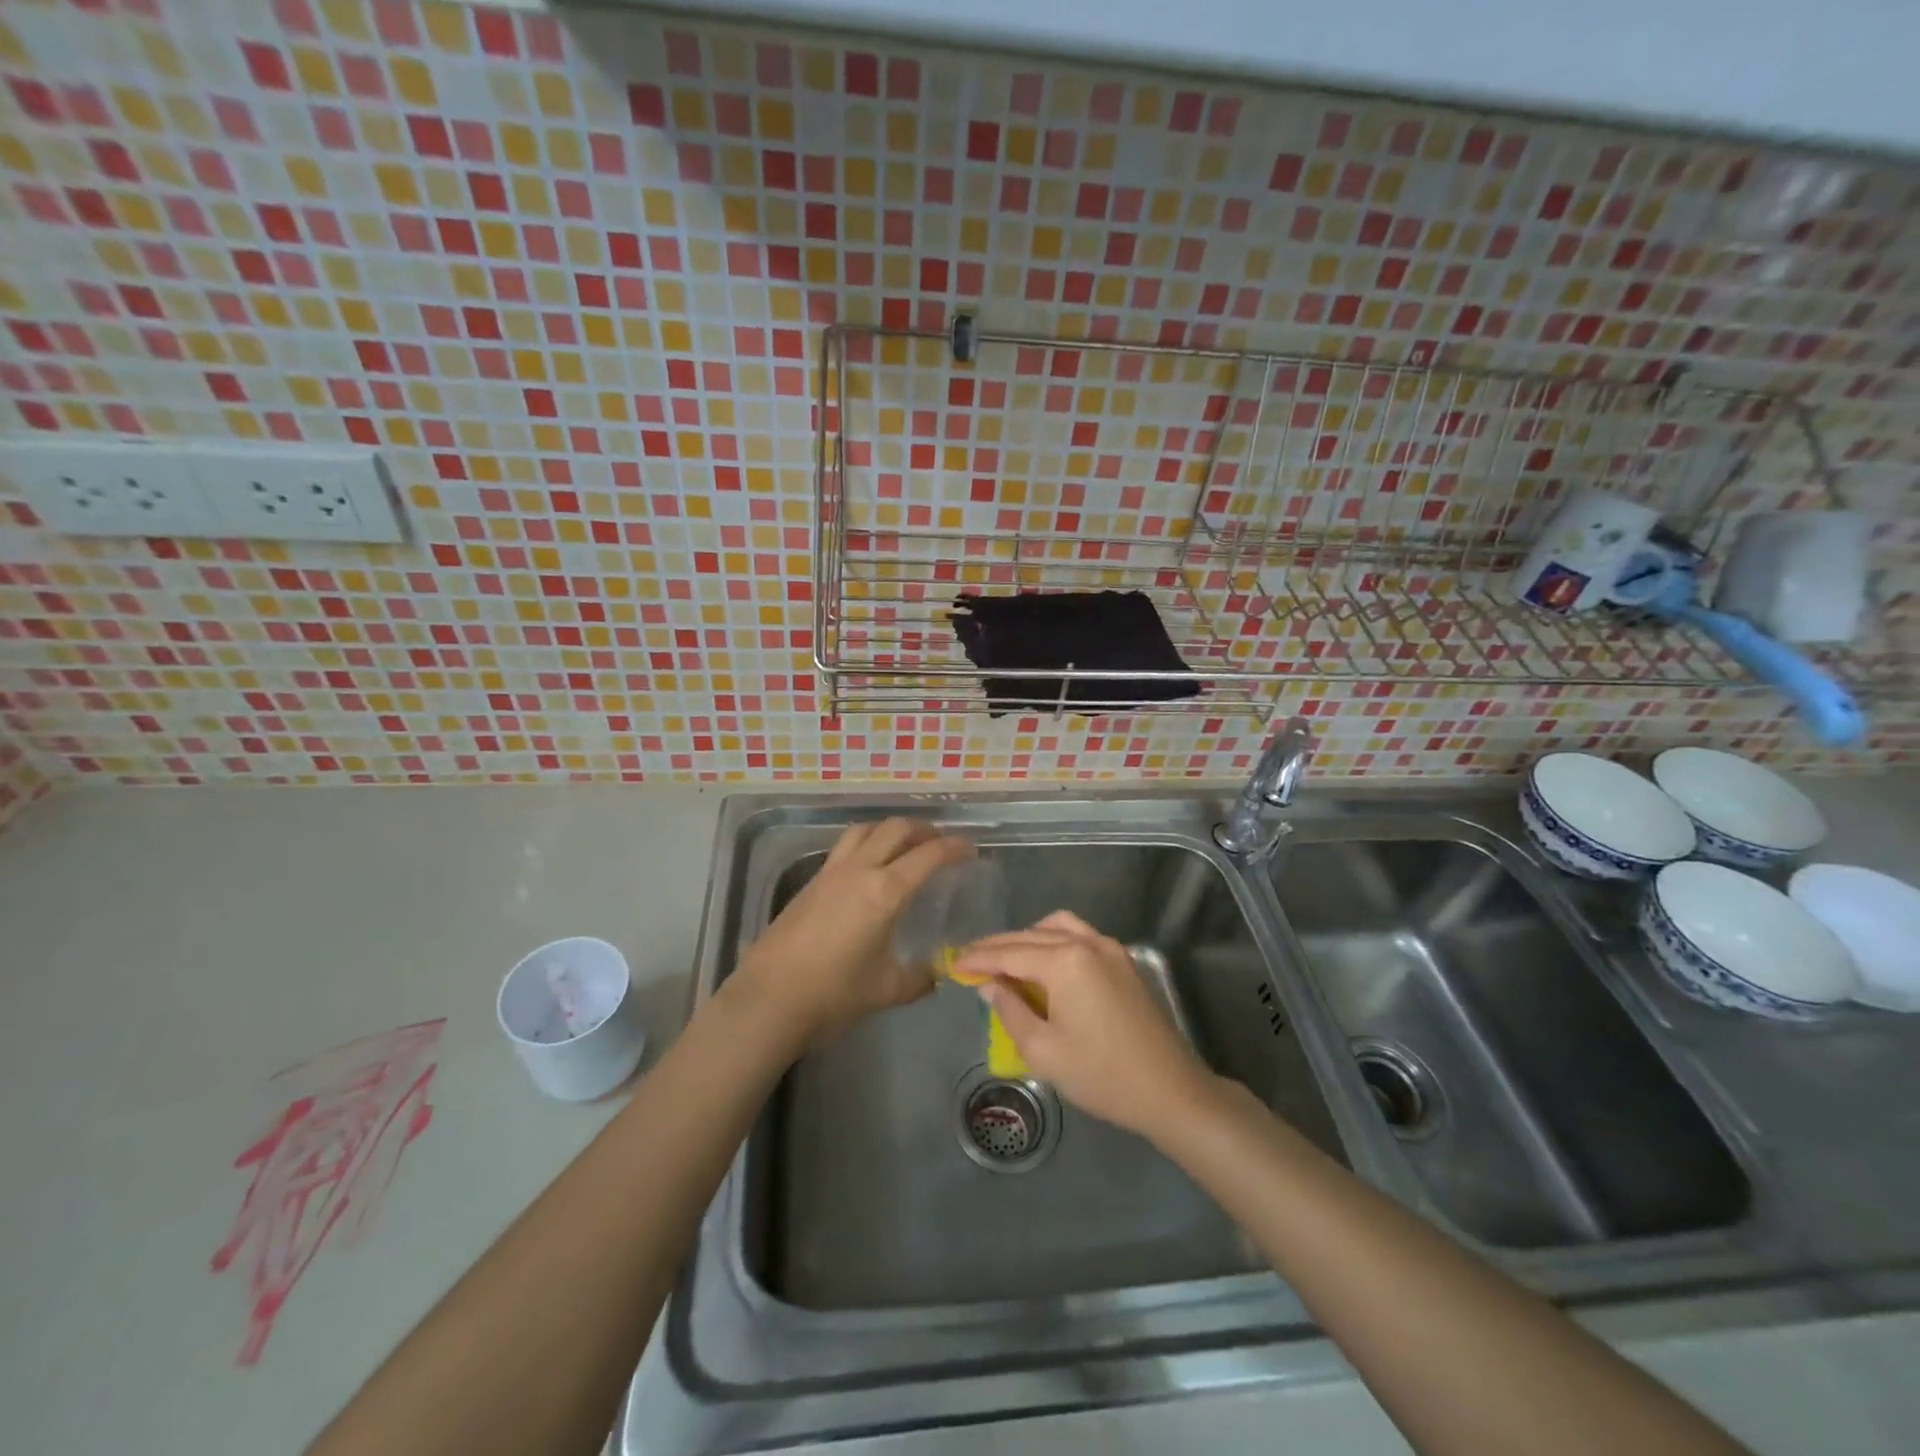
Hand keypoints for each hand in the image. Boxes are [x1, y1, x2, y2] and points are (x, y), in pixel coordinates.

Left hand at [731, 818, 973, 1045]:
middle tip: (940, 843)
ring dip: (890, 829)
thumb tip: (940, 973)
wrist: (769, 998)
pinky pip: (845, 846)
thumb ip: (921, 978)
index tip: (970, 849)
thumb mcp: (887, 990)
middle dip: (923, 830)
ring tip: (905, 844)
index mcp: (886, 891)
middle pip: (896, 829)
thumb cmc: (833, 994)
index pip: (928, 855)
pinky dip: (866, 843)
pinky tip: (870, 866)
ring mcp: (831, 872)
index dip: (954, 847)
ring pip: (866, 829)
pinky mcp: (811, 881)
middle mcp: (860, 870)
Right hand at [950, 911, 1217, 1140]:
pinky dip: (1054, 941)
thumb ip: (1009, 1010)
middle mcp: (1087, 942)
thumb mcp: (1043, 1050)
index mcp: (1064, 961)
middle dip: (998, 947)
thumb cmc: (1101, 1075)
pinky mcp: (1123, 961)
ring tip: (1006, 960)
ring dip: (1027, 938)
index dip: (978, 959)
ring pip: (1057, 927)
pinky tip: (1044, 964)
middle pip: (1031, 935)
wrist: (1169, 1090)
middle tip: (970, 960)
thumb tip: (989, 985)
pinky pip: (1080, 935)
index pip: (1009, 953)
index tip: (953, 964)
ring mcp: (1109, 948)